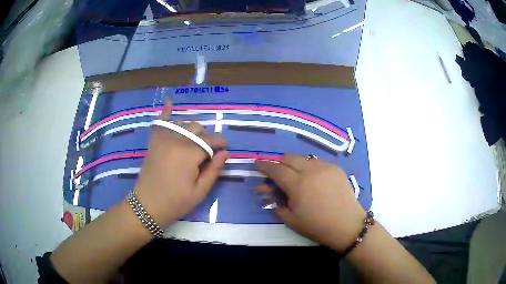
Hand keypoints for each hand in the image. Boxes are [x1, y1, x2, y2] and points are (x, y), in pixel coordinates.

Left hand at [134, 100, 228, 226]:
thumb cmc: (175, 202)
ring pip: (183, 123)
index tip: (225, 146)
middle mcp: (176, 140)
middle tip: (208, 152)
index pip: (210, 140)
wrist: (147, 206)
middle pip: (197, 129)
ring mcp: (162, 138)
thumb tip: (225, 152)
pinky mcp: (154, 141)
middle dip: (207, 137)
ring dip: (192, 129)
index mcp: (189, 154)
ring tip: (195, 142)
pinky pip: (161, 121)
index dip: (220, 142)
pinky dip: (166, 110)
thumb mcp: (200, 192)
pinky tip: (170, 100)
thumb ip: (214, 170)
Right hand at [256, 155, 365, 251]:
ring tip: (297, 178)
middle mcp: (310, 170)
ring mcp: (325, 167)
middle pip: (288, 158)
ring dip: (295, 165)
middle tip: (277, 174)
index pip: (275, 170)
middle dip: (279, 163)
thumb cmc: (317, 225)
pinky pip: (317, 162)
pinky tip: (314, 180)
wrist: (347, 224)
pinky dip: (310, 167)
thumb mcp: (291, 219)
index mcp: (297, 184)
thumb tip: (266, 191)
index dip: (264, 166)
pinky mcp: (336, 168)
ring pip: (303, 158)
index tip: (257, 163)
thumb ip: (276, 202)